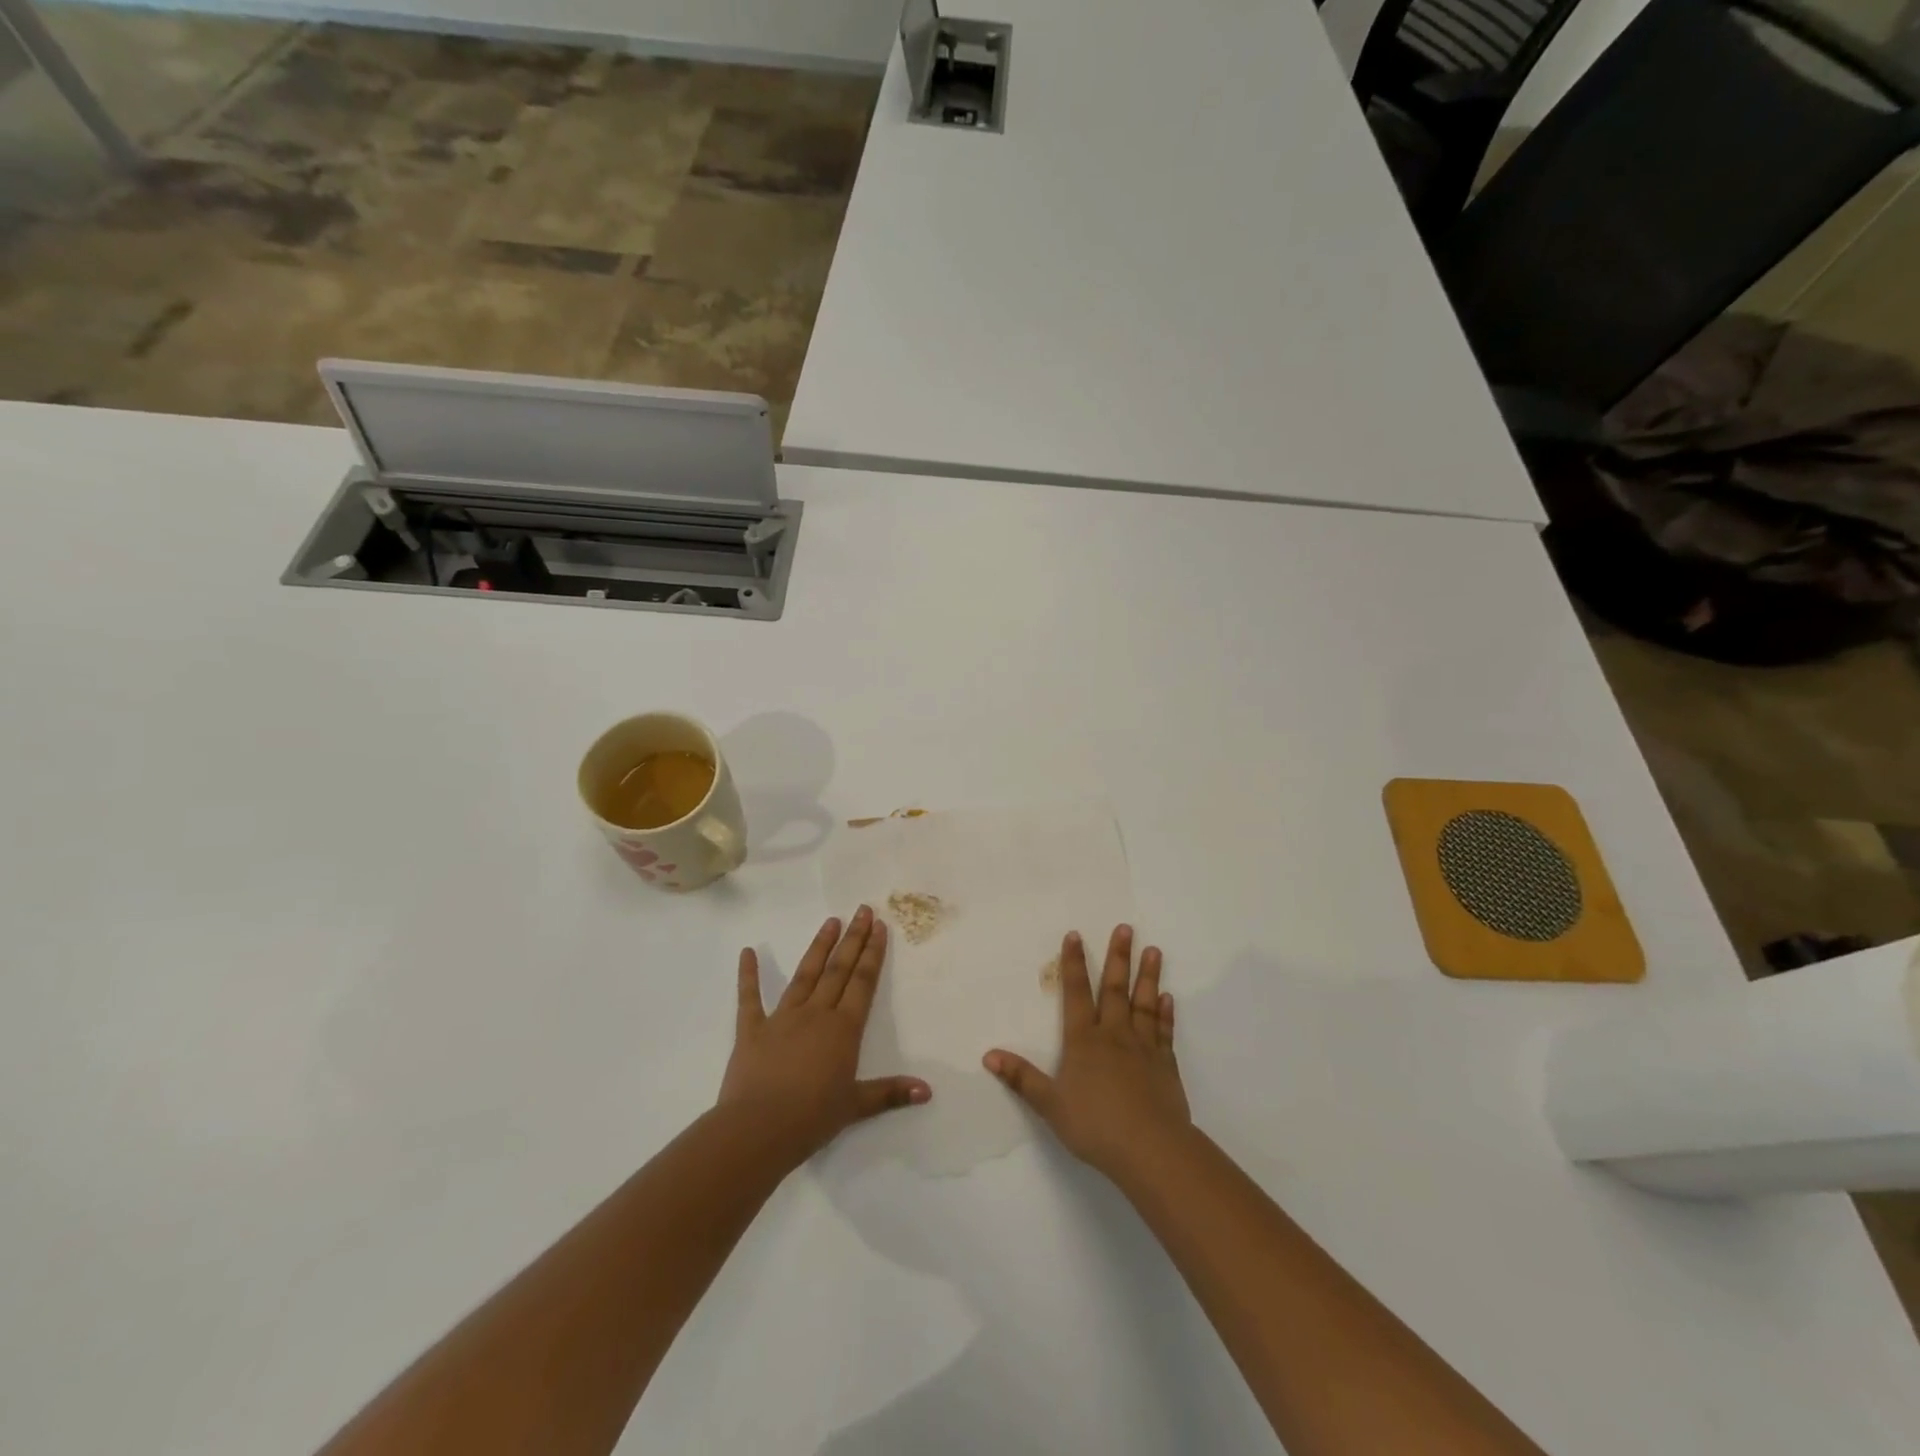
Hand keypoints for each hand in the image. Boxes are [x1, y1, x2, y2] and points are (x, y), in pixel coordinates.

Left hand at [719, 906, 930, 1166]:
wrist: (758, 1129)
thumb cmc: (812, 1118)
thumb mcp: (856, 1107)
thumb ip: (891, 1093)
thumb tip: (927, 1091)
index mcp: (843, 1029)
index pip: (863, 982)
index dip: (872, 953)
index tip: (879, 926)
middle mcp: (816, 1014)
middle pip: (838, 970)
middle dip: (852, 939)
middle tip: (861, 910)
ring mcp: (782, 1018)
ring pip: (805, 974)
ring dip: (819, 947)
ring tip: (830, 920)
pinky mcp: (752, 1030)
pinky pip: (749, 998)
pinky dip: (748, 975)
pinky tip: (747, 952)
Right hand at [984, 925, 1190, 1182]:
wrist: (1150, 1149)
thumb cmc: (1095, 1125)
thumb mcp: (1050, 1104)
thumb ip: (1022, 1078)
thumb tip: (989, 1055)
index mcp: (1084, 1041)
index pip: (1076, 994)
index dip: (1074, 964)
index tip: (1076, 935)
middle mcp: (1114, 1035)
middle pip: (1114, 989)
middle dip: (1118, 957)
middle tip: (1126, 928)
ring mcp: (1143, 1048)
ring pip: (1144, 1004)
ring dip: (1148, 976)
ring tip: (1154, 950)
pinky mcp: (1165, 1065)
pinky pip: (1164, 1032)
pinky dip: (1166, 1014)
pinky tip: (1169, 998)